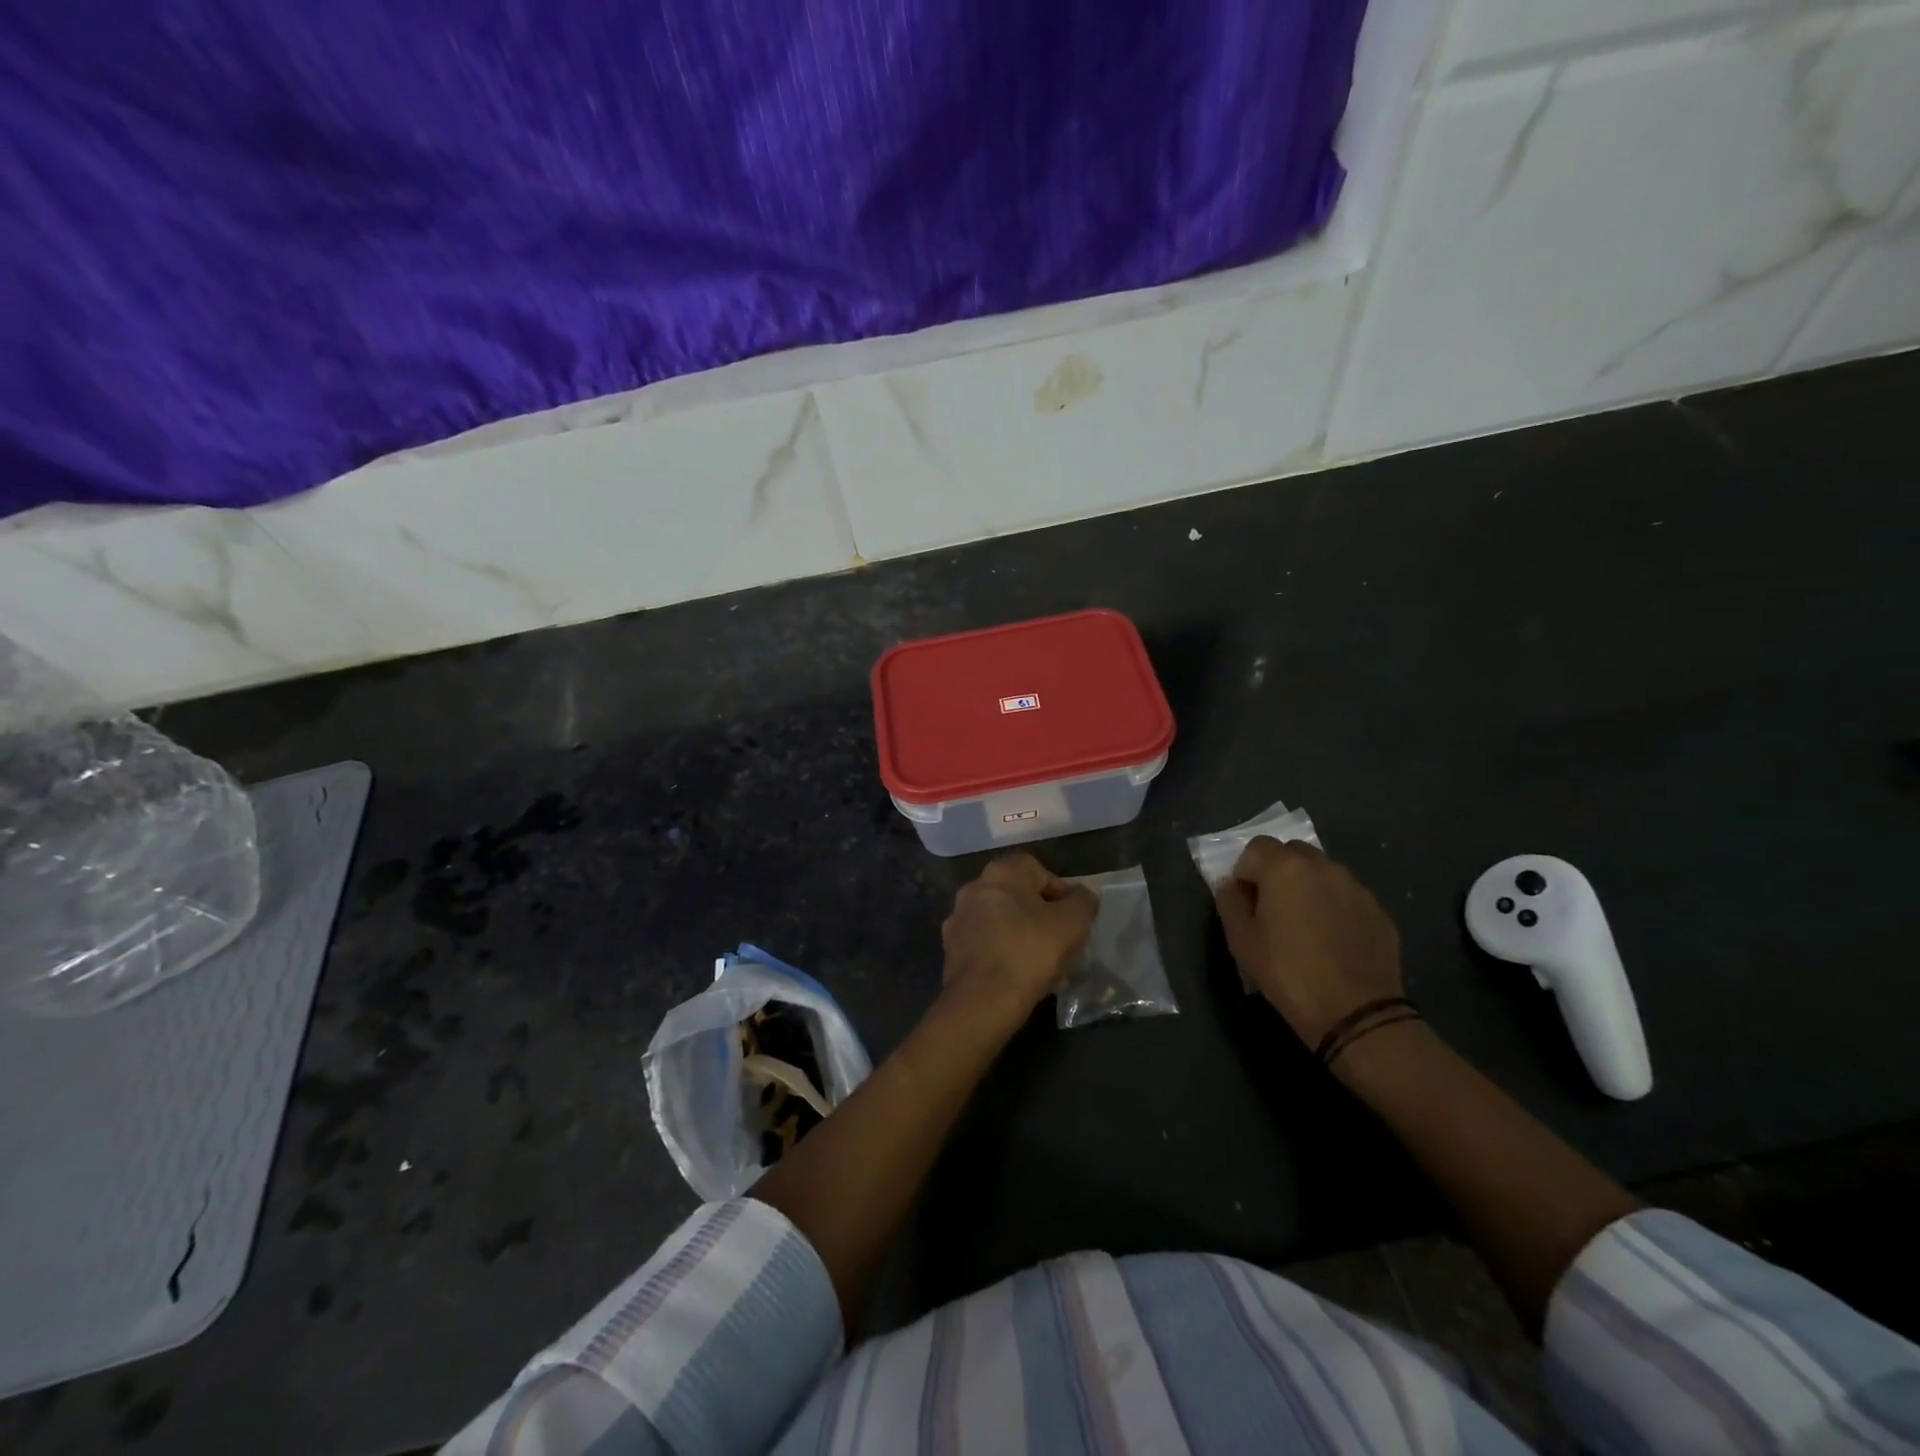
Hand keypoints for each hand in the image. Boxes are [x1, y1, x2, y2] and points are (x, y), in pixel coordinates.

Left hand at [940, 852, 1097, 1028]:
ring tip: (1043, 963)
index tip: (1073, 917)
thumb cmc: (1030, 951)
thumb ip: (1083, 901)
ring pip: (1000, 920)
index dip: (1059, 890)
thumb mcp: (1072, 923)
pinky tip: (1018, 975)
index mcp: (1000, 872)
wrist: (982, 1001)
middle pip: (1017, 895)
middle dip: (1040, 915)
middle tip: (1061, 940)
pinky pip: (985, 944)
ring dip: (1021, 934)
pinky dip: (1002, 953)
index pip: (1036, 869)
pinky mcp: (950, 950)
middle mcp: (973, 888)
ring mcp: (958, 919)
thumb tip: (1083, 894)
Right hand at [1214, 837, 1403, 1046]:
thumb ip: (1229, 902)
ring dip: (1308, 887)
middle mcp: (1323, 867)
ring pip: (1323, 872)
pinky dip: (1334, 907)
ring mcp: (1356, 887)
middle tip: (1273, 909)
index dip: (1245, 870)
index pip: (1256, 847)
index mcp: (1285, 868)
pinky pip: (1347, 896)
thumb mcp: (1241, 940)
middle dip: (1278, 871)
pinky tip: (1332, 942)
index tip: (1246, 901)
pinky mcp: (1379, 911)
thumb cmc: (1288, 973)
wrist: (1356, 1013)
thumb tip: (1231, 885)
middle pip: (1292, 852)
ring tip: (1305, 927)